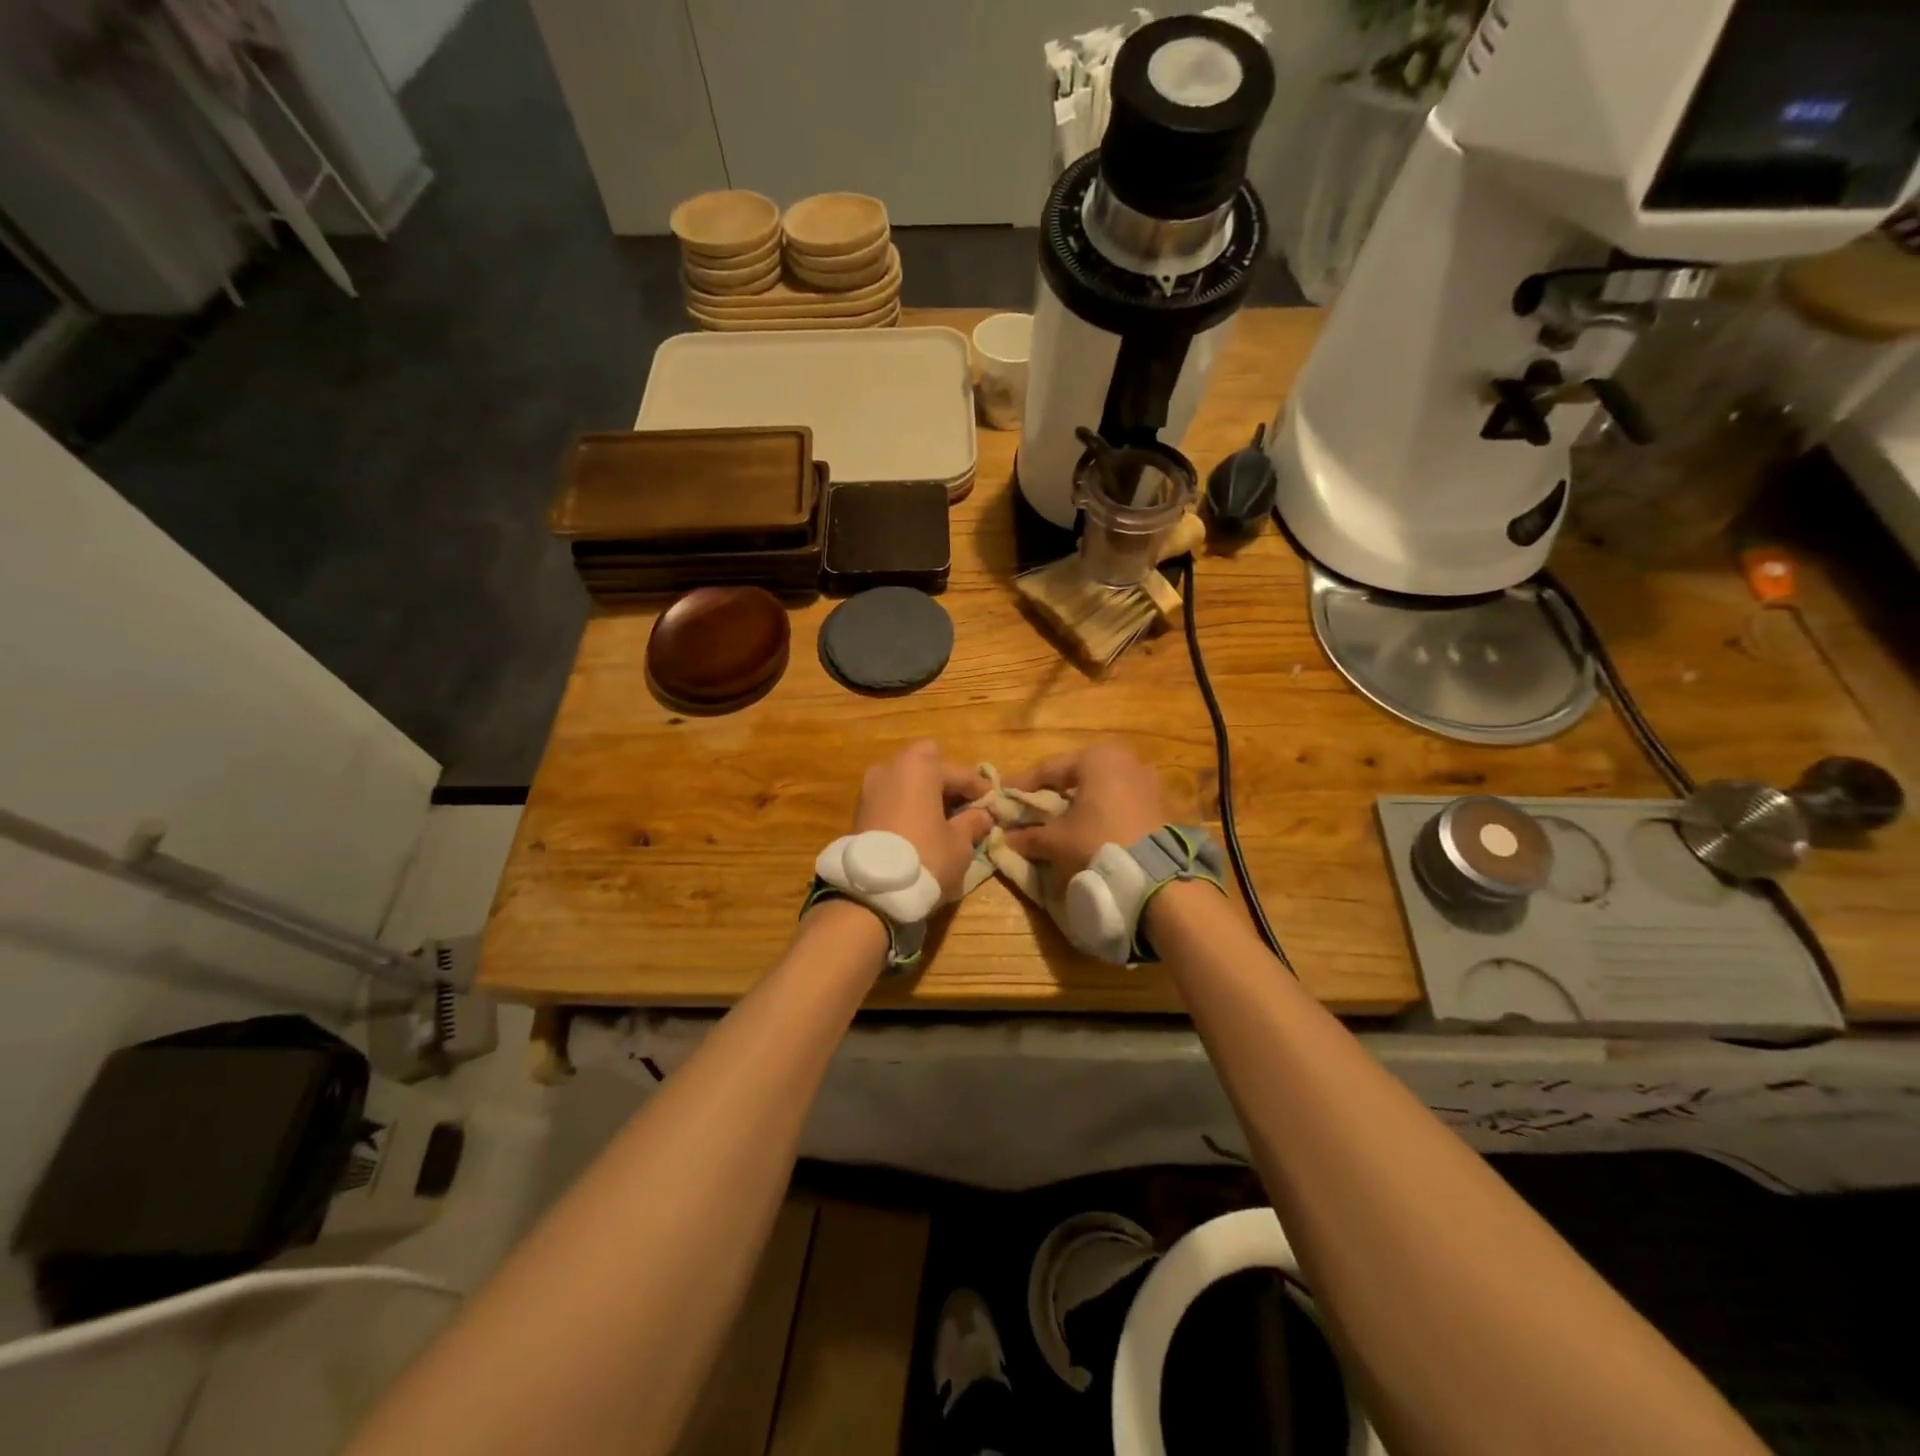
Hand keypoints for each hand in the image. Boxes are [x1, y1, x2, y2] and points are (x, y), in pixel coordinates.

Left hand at [852, 741, 993, 901]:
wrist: (871, 891)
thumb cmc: (925, 858)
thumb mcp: (959, 843)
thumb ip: (973, 823)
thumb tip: (982, 815)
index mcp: (920, 767)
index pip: (960, 772)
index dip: (980, 789)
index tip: (994, 804)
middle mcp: (891, 768)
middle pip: (926, 763)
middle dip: (945, 779)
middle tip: (962, 804)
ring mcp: (870, 787)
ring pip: (905, 779)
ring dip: (923, 792)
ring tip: (941, 819)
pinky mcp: (859, 809)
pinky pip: (891, 797)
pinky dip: (906, 805)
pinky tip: (919, 827)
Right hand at [1003, 742, 1167, 881]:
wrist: (1156, 875)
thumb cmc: (1098, 842)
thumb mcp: (1057, 840)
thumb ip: (1030, 836)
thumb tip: (1006, 839)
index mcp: (1097, 757)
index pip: (1050, 767)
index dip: (1023, 783)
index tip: (1004, 794)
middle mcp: (1127, 760)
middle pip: (1079, 774)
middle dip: (1055, 791)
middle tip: (1033, 806)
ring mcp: (1150, 782)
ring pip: (1104, 788)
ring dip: (1082, 803)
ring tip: (1063, 821)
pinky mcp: (1163, 806)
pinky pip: (1124, 803)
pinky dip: (1105, 813)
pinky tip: (1093, 831)